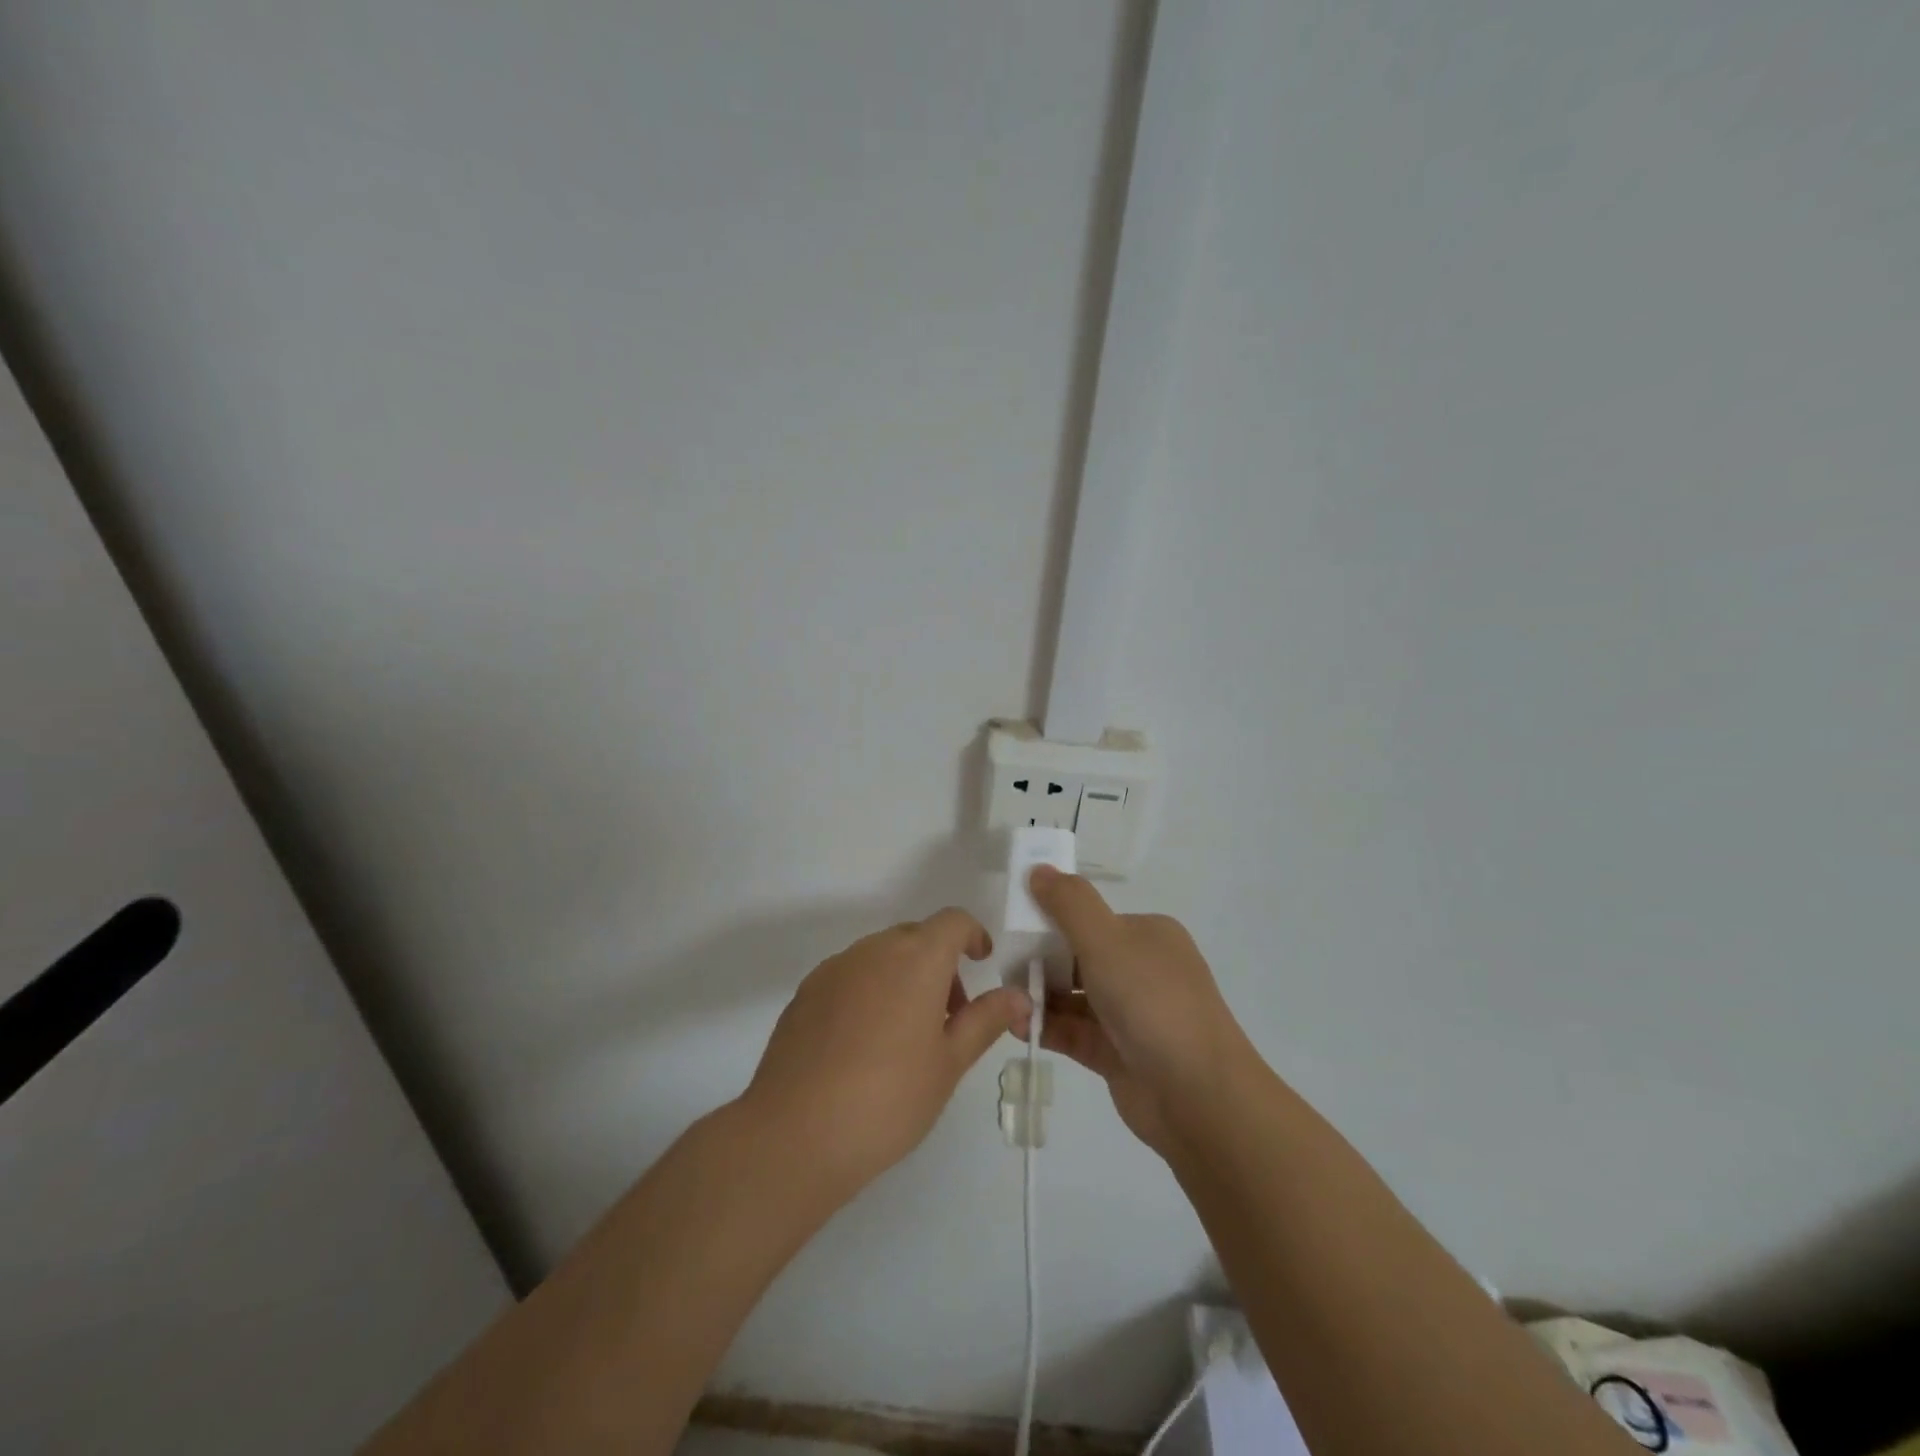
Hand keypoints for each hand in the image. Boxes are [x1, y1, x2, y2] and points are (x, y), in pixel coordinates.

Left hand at [740, 909, 1028, 1198]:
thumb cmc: (889, 1098)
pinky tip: (863, 1046)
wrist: (794, 1133)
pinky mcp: (806, 993)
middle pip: (915, 937)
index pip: (952, 921)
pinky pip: (849, 976)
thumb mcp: (950, 1063)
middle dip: (939, 964)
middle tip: (949, 1017)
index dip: (972, 935)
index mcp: (916, 958)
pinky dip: (869, 992)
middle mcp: (874, 950)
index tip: (981, 962)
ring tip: (905, 1037)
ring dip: (903, 977)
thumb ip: (986, 1020)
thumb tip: (1019, 996)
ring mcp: (834, 969)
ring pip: (880, 956)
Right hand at [1027, 867, 1252, 1156]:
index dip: (1052, 922)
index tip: (1015, 930)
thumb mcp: (1106, 940)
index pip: (1092, 919)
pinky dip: (1047, 1026)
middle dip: (1041, 962)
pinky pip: (1075, 1032)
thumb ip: (1068, 903)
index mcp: (1148, 936)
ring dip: (1040, 997)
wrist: (1198, 1096)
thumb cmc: (1152, 1002)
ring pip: (1075, 997)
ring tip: (1005, 1001)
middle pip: (1079, 957)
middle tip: (1004, 969)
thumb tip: (1038, 868)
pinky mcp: (1119, 1053)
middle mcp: (1142, 970)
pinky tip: (1017, 1026)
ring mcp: (1132, 1014)